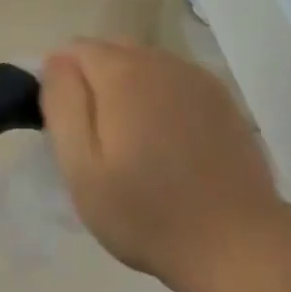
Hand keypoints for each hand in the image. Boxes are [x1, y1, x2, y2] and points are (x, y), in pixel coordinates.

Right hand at [40, 39, 284, 291]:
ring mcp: (199, 80)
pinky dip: (162, 100)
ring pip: (147, 66)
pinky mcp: (224, 101)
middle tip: (95, 139)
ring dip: (129, 90)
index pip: (75, 49)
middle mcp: (163, 63)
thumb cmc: (144, 212)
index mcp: (124, 73)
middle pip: (113, 51)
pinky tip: (168, 143)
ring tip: (132, 143)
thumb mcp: (81, 166)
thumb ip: (63, 103)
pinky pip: (177, 84)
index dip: (62, 82)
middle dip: (95, 82)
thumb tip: (56, 61)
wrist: (233, 242)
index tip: (66, 127)